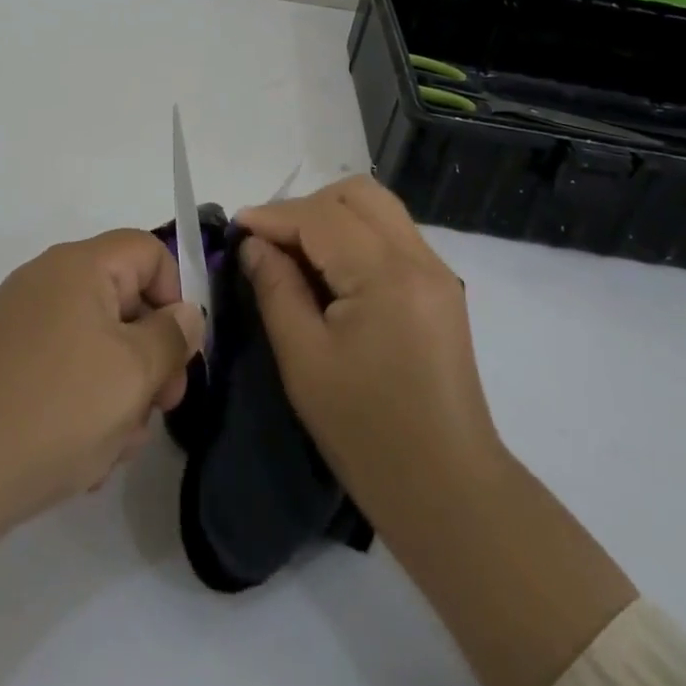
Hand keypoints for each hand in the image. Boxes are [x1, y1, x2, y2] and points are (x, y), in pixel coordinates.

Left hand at [0, 228, 205, 545]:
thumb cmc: (56, 410)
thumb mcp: (134, 373)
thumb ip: (173, 336)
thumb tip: (186, 314)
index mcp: (79, 266)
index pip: (148, 251)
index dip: (175, 295)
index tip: (180, 353)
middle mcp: (47, 281)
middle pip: (124, 300)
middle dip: (150, 356)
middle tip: (159, 409)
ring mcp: (21, 323)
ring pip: (97, 344)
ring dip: (119, 392)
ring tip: (112, 447)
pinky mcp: (4, 363)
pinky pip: (63, 369)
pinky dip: (82, 404)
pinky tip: (81, 457)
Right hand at [235, 176, 499, 533]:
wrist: (448, 492)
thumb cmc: (367, 433)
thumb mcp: (304, 360)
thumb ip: (275, 289)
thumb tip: (254, 244)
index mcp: (387, 274)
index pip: (321, 216)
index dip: (274, 216)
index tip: (236, 227)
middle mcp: (419, 258)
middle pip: (357, 193)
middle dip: (306, 206)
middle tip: (270, 241)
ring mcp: (436, 271)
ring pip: (378, 208)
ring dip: (332, 216)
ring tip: (296, 253)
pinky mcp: (441, 288)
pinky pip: (392, 235)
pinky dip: (355, 236)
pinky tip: (330, 272)